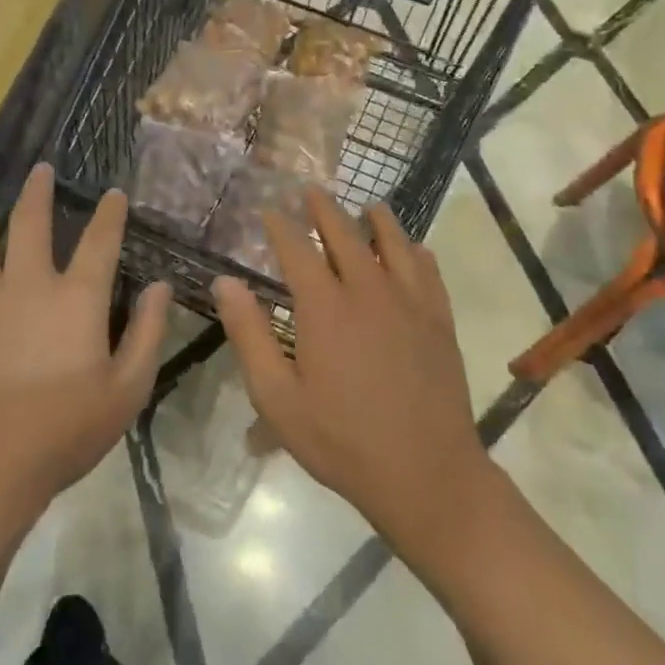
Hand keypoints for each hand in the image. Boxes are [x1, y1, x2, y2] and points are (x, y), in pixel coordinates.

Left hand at [0, 163, 169, 523]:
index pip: (100, 242)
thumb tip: (161, 287)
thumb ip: (147, 333)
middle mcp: (27, 285)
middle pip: (30, 223)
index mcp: (75, 299)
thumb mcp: (127, 390)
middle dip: (38, 191)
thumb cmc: (64, 432)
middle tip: (40, 168)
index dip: (109, 214)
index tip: (113, 193)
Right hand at [213, 191, 489, 557]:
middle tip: (311, 190)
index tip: (268, 209)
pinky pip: (428, 271)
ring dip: (377, 220)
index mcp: (325, 306)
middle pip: (345, 233)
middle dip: (324, 208)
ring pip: (393, 242)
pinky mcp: (439, 320)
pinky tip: (414, 249)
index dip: (279, 225)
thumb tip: (225, 282)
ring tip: (368, 207)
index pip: (297, 248)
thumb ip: (249, 335)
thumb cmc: (342, 440)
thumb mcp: (278, 398)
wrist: (426, 474)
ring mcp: (409, 302)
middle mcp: (368, 290)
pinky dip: (416, 252)